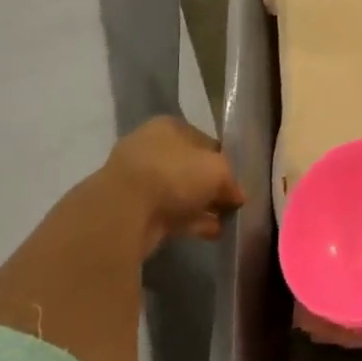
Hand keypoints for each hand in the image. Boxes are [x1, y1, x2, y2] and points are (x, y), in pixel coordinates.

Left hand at [102, 116, 244, 253]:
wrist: (123, 211)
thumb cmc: (175, 174)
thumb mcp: (218, 171)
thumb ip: (231, 181)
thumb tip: (238, 195)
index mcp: (169, 127)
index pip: (203, 140)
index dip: (222, 159)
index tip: (235, 178)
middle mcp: (150, 148)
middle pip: (189, 167)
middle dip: (210, 186)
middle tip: (230, 202)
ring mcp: (137, 180)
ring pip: (178, 192)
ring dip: (201, 206)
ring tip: (225, 221)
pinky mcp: (131, 210)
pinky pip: (168, 213)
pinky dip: (189, 221)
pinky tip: (210, 233)